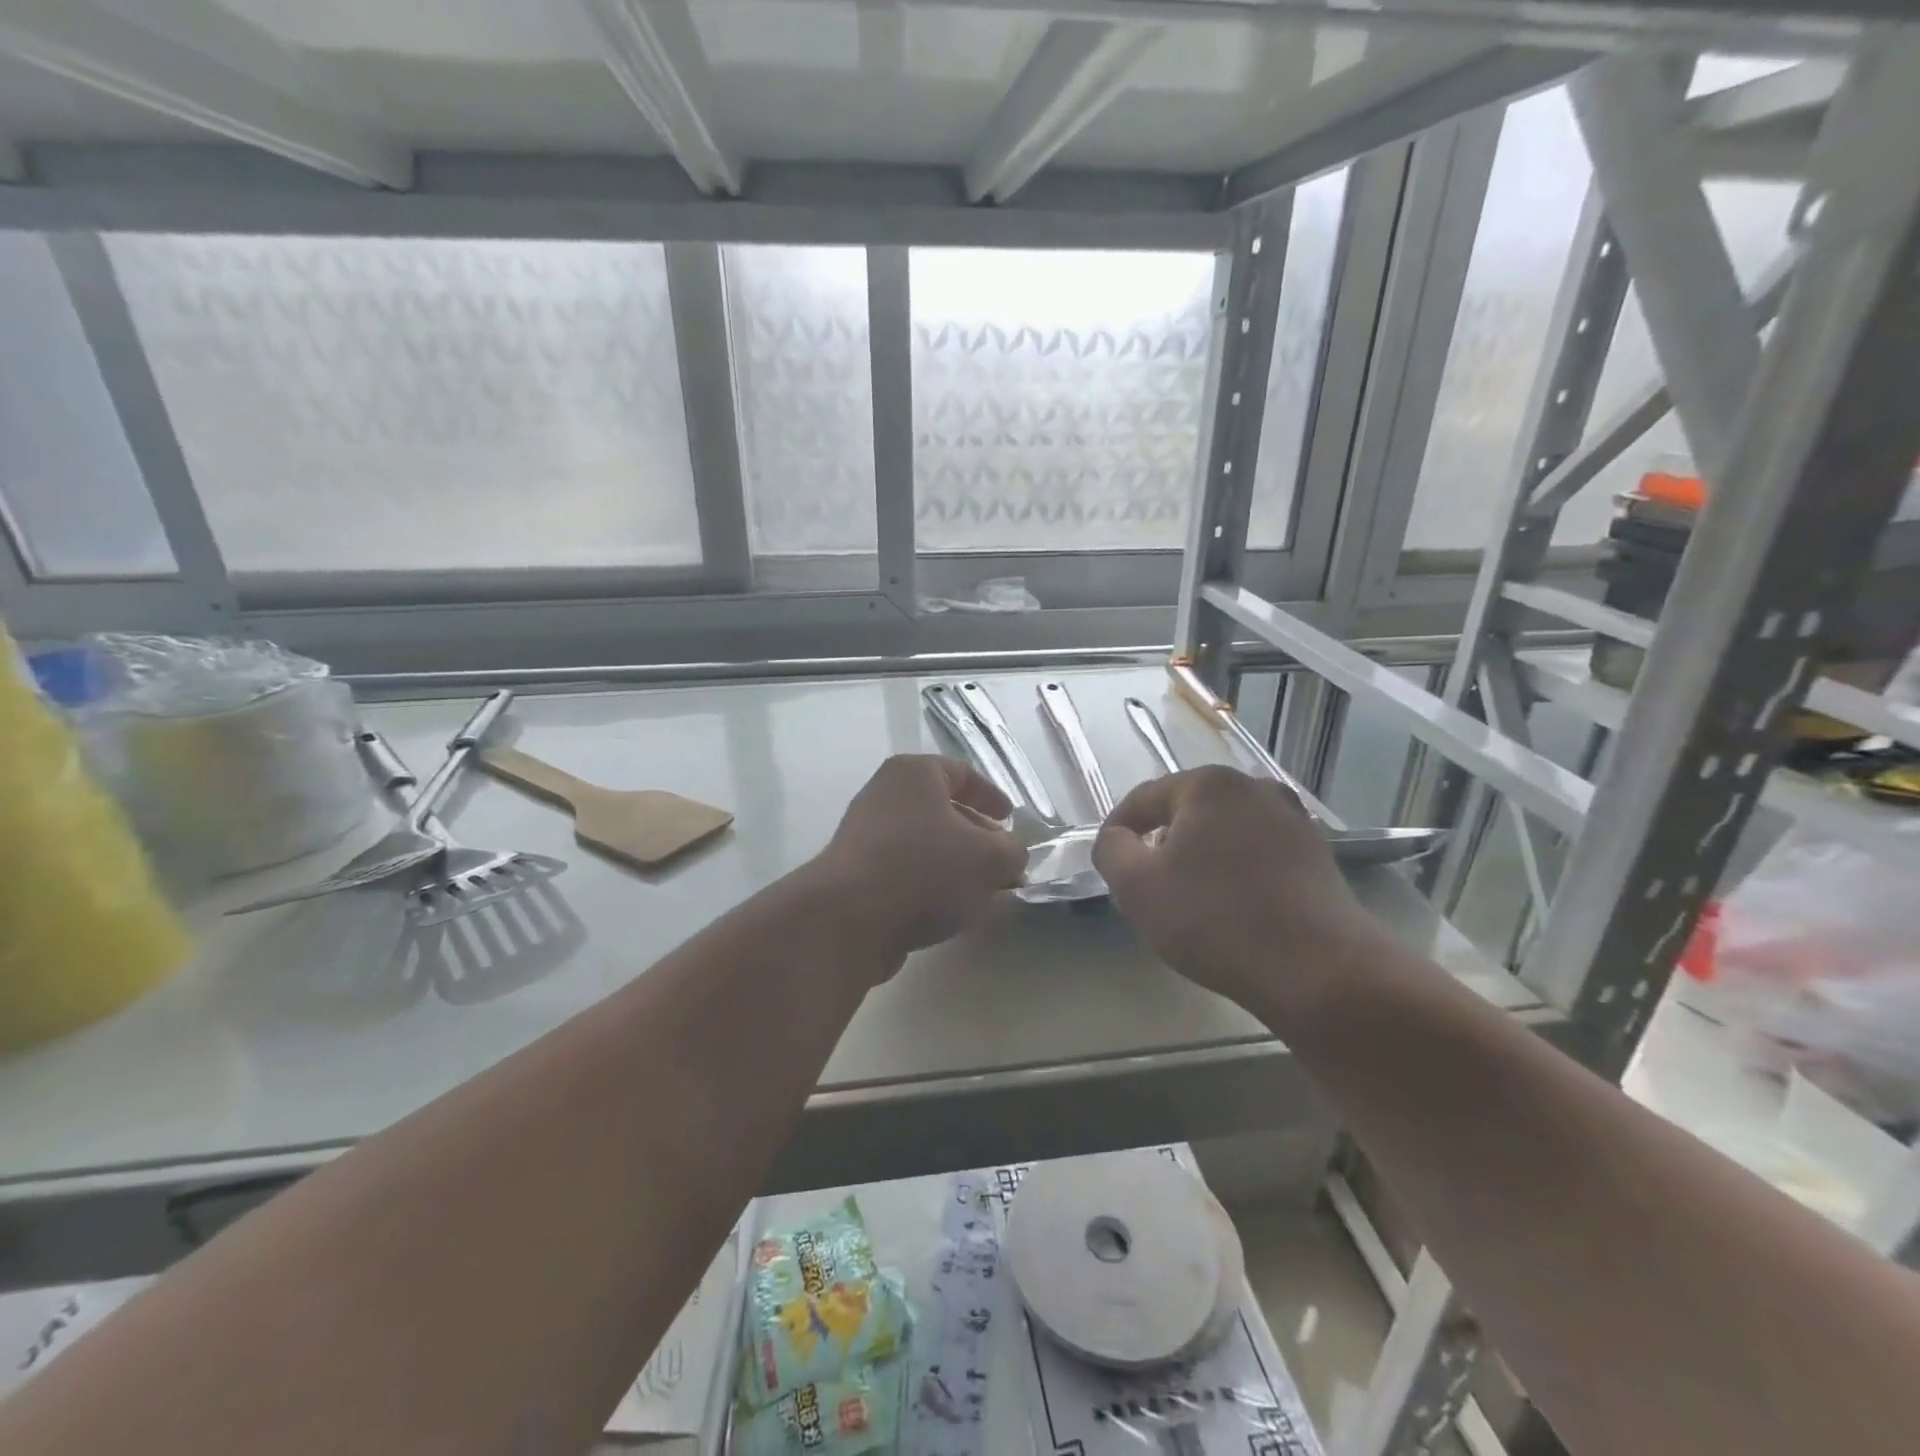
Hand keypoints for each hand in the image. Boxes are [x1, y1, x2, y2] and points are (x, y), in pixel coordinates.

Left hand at [813, 754, 1026, 967]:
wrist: (848, 919)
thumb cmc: (924, 869)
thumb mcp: (989, 858)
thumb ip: (1012, 852)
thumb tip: (1010, 857)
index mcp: (914, 774)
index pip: (961, 773)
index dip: (991, 795)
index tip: (1010, 818)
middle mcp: (884, 794)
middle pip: (942, 809)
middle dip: (977, 836)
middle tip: (1002, 861)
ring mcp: (864, 834)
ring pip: (924, 843)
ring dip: (955, 864)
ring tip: (982, 891)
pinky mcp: (855, 873)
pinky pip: (904, 870)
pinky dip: (930, 883)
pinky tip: (949, 910)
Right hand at [1093, 766, 1377, 1012]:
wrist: (1320, 970)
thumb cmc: (1215, 919)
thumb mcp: (1136, 886)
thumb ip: (1110, 849)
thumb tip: (1117, 838)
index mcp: (1209, 784)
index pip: (1144, 799)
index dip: (1118, 831)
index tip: (1108, 865)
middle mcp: (1254, 788)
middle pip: (1186, 813)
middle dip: (1161, 846)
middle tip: (1147, 889)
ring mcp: (1292, 820)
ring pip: (1223, 834)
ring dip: (1199, 860)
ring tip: (1190, 903)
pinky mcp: (1316, 855)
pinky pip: (1256, 855)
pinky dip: (1235, 873)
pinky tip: (1232, 910)